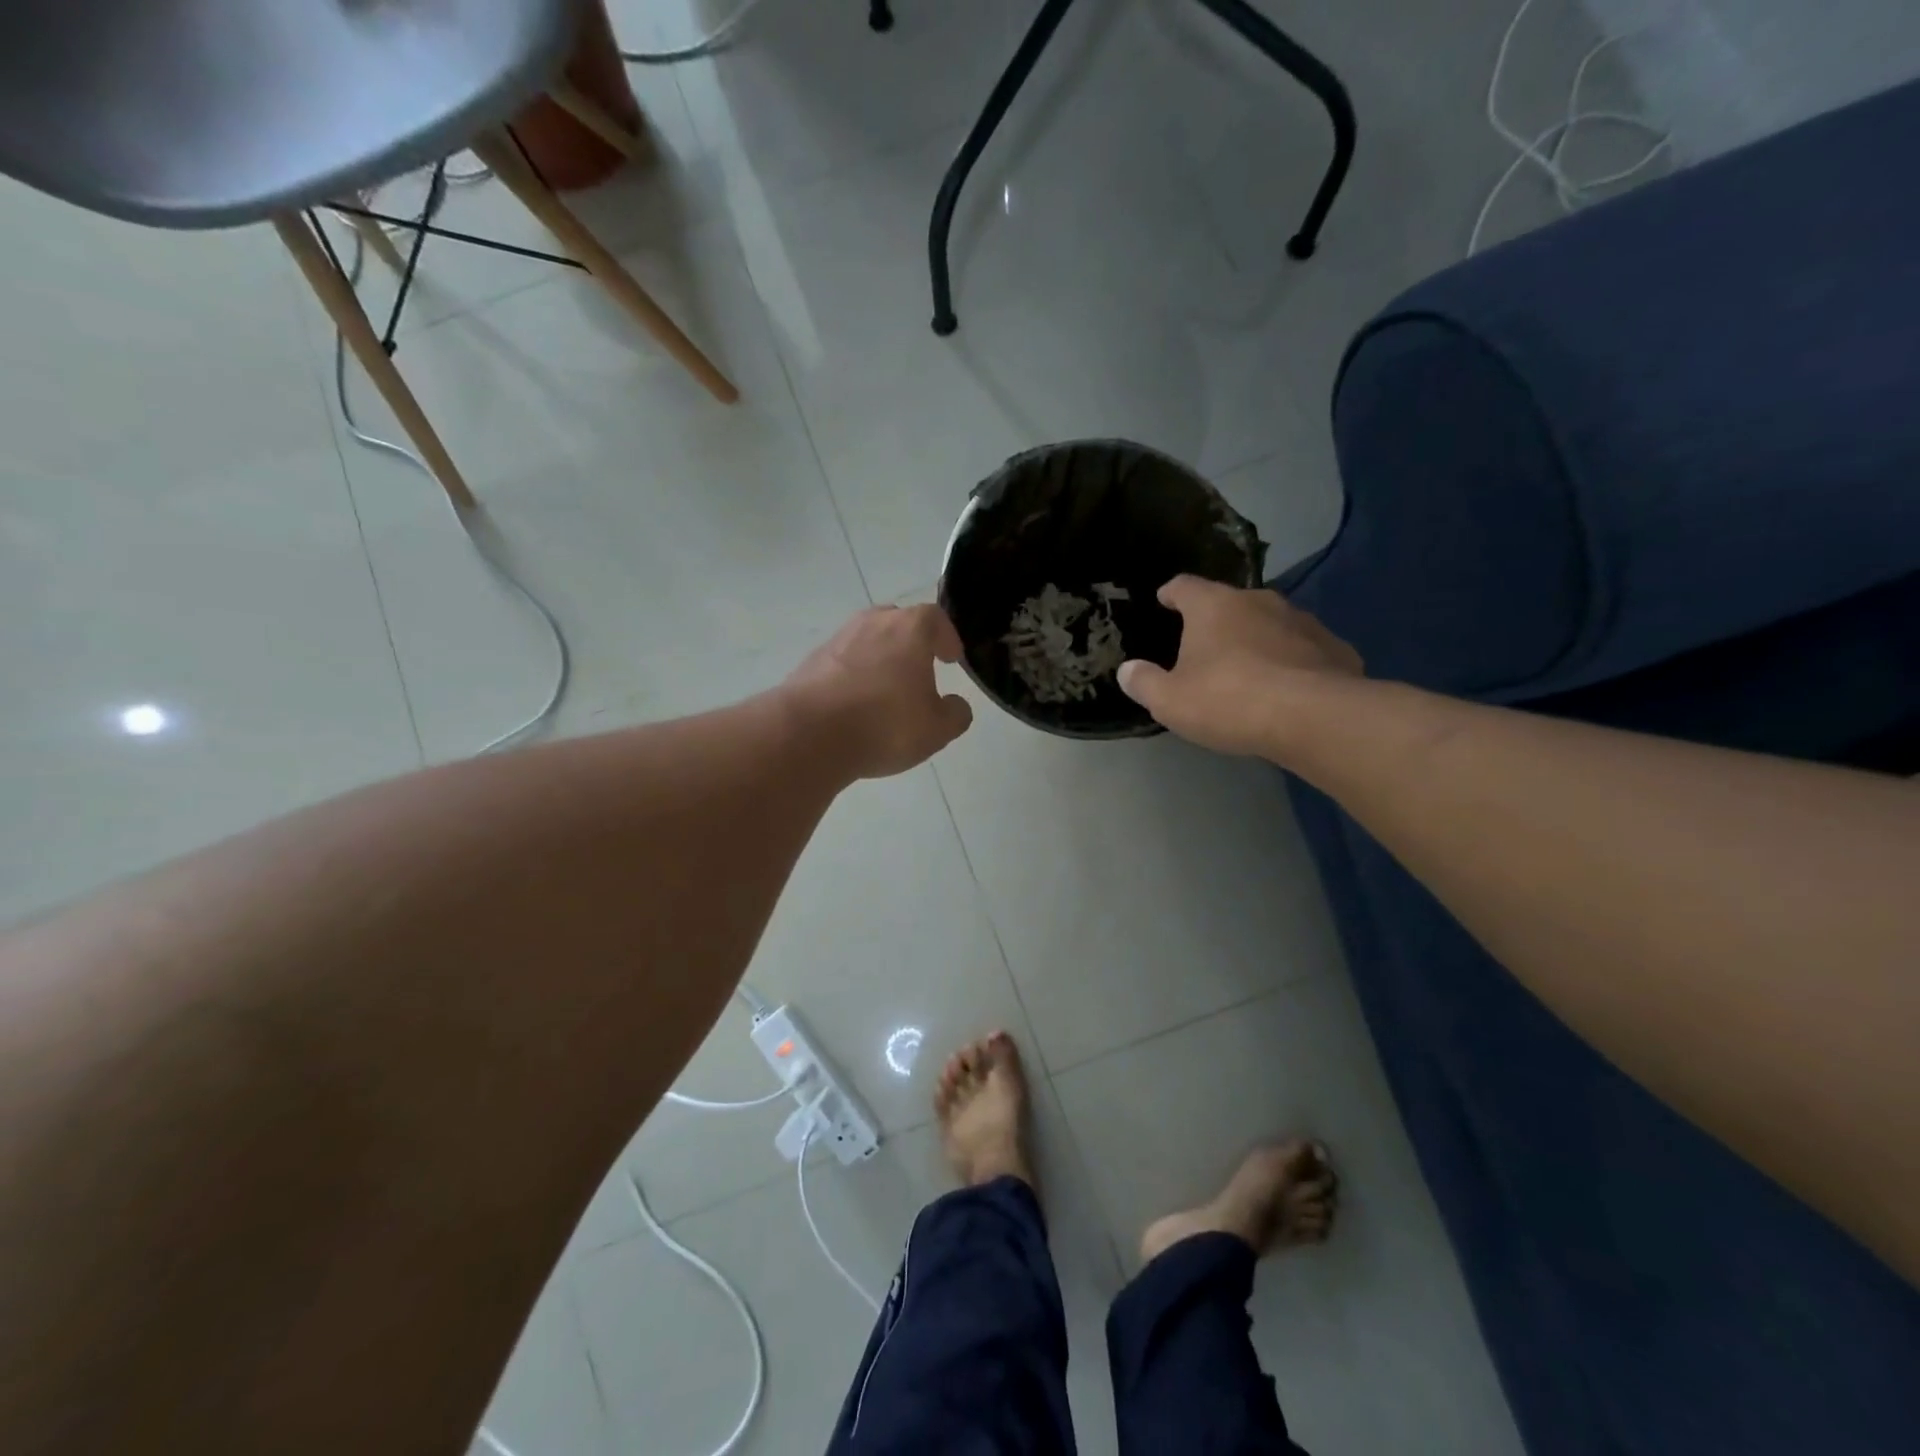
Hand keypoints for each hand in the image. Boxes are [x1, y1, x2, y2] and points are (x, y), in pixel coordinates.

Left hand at [785, 604, 974, 778]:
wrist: (810, 734)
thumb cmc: (885, 724)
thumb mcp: (937, 729)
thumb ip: (955, 714)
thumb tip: (955, 706)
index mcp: (910, 628)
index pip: (935, 618)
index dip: (946, 637)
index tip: (951, 658)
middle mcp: (873, 623)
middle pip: (898, 622)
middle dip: (912, 643)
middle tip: (920, 669)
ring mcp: (837, 639)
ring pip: (867, 641)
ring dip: (880, 659)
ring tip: (886, 691)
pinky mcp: (811, 662)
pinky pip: (842, 662)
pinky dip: (853, 676)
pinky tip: (855, 706)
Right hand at [1117, 576, 1361, 757]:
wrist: (1313, 717)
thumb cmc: (1228, 700)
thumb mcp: (1170, 700)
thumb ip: (1144, 683)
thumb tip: (1127, 671)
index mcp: (1213, 606)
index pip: (1184, 586)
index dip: (1171, 593)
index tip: (1165, 600)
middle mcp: (1258, 601)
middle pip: (1230, 603)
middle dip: (1217, 620)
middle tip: (1206, 647)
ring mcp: (1302, 621)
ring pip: (1271, 623)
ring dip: (1258, 639)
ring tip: (1250, 668)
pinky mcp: (1335, 647)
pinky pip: (1305, 649)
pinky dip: (1293, 661)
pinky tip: (1290, 687)